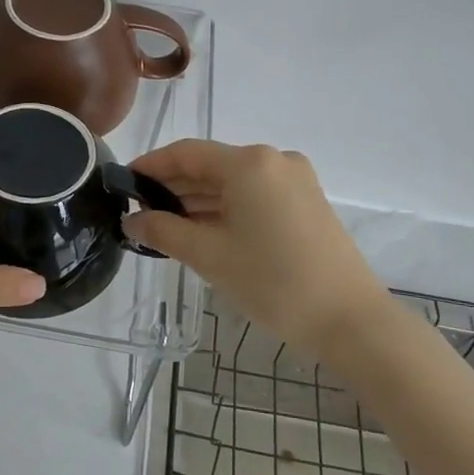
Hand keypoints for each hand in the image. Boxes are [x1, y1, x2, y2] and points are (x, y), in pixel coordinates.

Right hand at [122, 140, 386, 354]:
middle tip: (138, 212)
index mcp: (249, 163)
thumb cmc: (273, 282)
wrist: (350, 321)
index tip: (123, 183)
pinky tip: (202, 231)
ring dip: (198, 201)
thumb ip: (163, 232)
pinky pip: (254, 196)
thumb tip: (131, 221)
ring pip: (233, 183)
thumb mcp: (209, 256)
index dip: (151, 166)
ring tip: (164, 227)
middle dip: (173, 187)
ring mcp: (295, 181)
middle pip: (211, 166)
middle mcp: (274, 161)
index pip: (186, 153)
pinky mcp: (306, 203)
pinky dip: (225, 209)